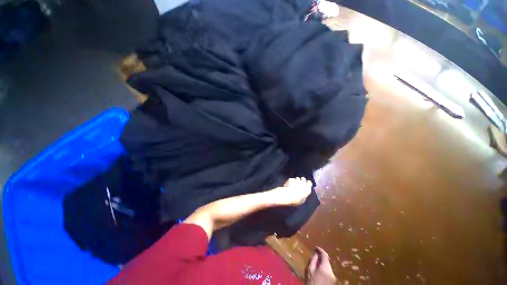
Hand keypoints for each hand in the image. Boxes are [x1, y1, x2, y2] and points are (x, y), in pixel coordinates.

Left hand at [272, 177, 312, 205]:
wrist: (288, 195)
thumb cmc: (296, 200)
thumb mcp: (303, 200)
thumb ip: (304, 195)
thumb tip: (303, 194)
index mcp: (307, 188)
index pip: (309, 182)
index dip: (307, 183)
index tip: (306, 185)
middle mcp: (303, 182)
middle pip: (303, 179)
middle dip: (302, 180)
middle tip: (299, 184)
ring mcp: (296, 179)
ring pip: (297, 178)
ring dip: (296, 180)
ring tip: (294, 184)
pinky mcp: (291, 179)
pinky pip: (292, 179)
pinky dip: (291, 181)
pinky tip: (289, 184)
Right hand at [305, 247, 336, 284]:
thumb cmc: (311, 282)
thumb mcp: (309, 271)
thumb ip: (313, 261)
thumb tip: (316, 254)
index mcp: (325, 268)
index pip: (325, 255)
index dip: (320, 250)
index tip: (316, 248)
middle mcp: (331, 271)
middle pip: (327, 260)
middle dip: (321, 257)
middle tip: (315, 255)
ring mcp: (333, 276)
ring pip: (328, 266)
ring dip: (323, 263)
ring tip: (317, 263)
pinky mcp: (333, 280)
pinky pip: (329, 271)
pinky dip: (325, 268)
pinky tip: (320, 270)